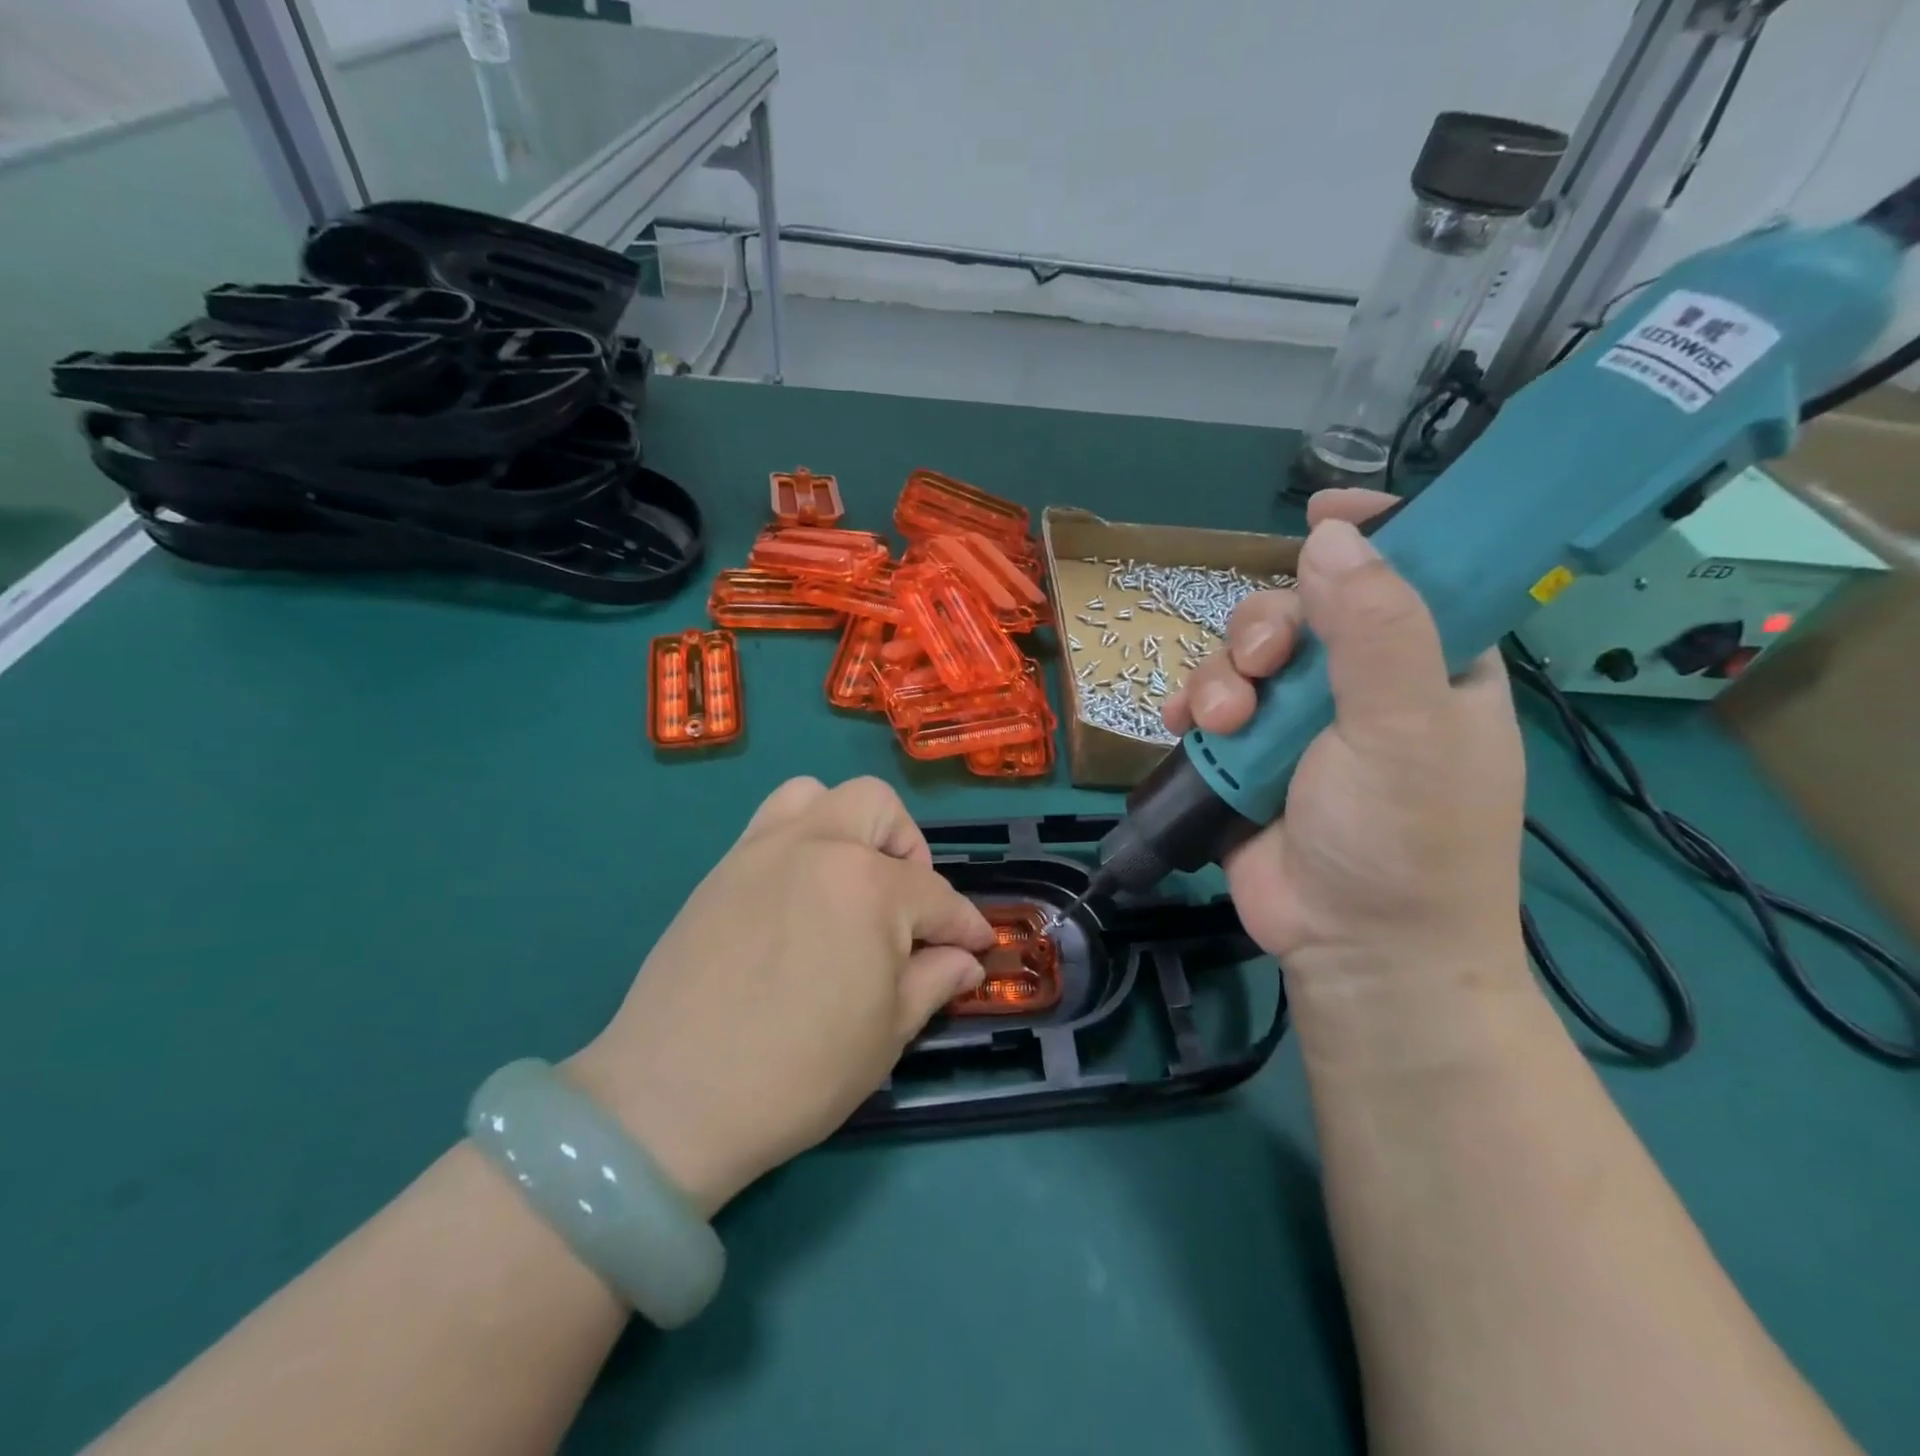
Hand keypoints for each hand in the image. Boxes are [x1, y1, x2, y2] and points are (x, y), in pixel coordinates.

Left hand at [568, 777, 992, 1215]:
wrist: (670, 1100)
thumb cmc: (798, 1073)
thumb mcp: (886, 1034)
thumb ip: (934, 980)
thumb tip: (965, 959)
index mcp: (869, 886)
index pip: (936, 896)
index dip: (965, 925)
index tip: (978, 945)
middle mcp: (817, 847)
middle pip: (879, 807)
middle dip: (909, 850)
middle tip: (906, 906)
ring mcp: (761, 850)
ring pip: (818, 795)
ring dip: (849, 826)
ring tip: (851, 882)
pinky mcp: (721, 869)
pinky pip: (771, 824)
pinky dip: (801, 839)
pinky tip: (801, 898)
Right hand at [1163, 489, 1526, 987]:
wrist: (1355, 951)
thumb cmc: (1406, 841)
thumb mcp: (1406, 730)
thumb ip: (1375, 630)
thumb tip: (1330, 535)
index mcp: (1429, 665)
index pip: (1410, 571)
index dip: (1371, 534)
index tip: (1320, 514)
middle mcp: (1362, 684)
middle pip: (1301, 609)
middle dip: (1264, 627)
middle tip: (1261, 666)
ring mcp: (1298, 722)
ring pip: (1243, 656)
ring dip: (1220, 677)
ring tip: (1220, 724)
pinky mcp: (1247, 757)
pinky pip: (1208, 705)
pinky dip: (1189, 707)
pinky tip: (1181, 725)